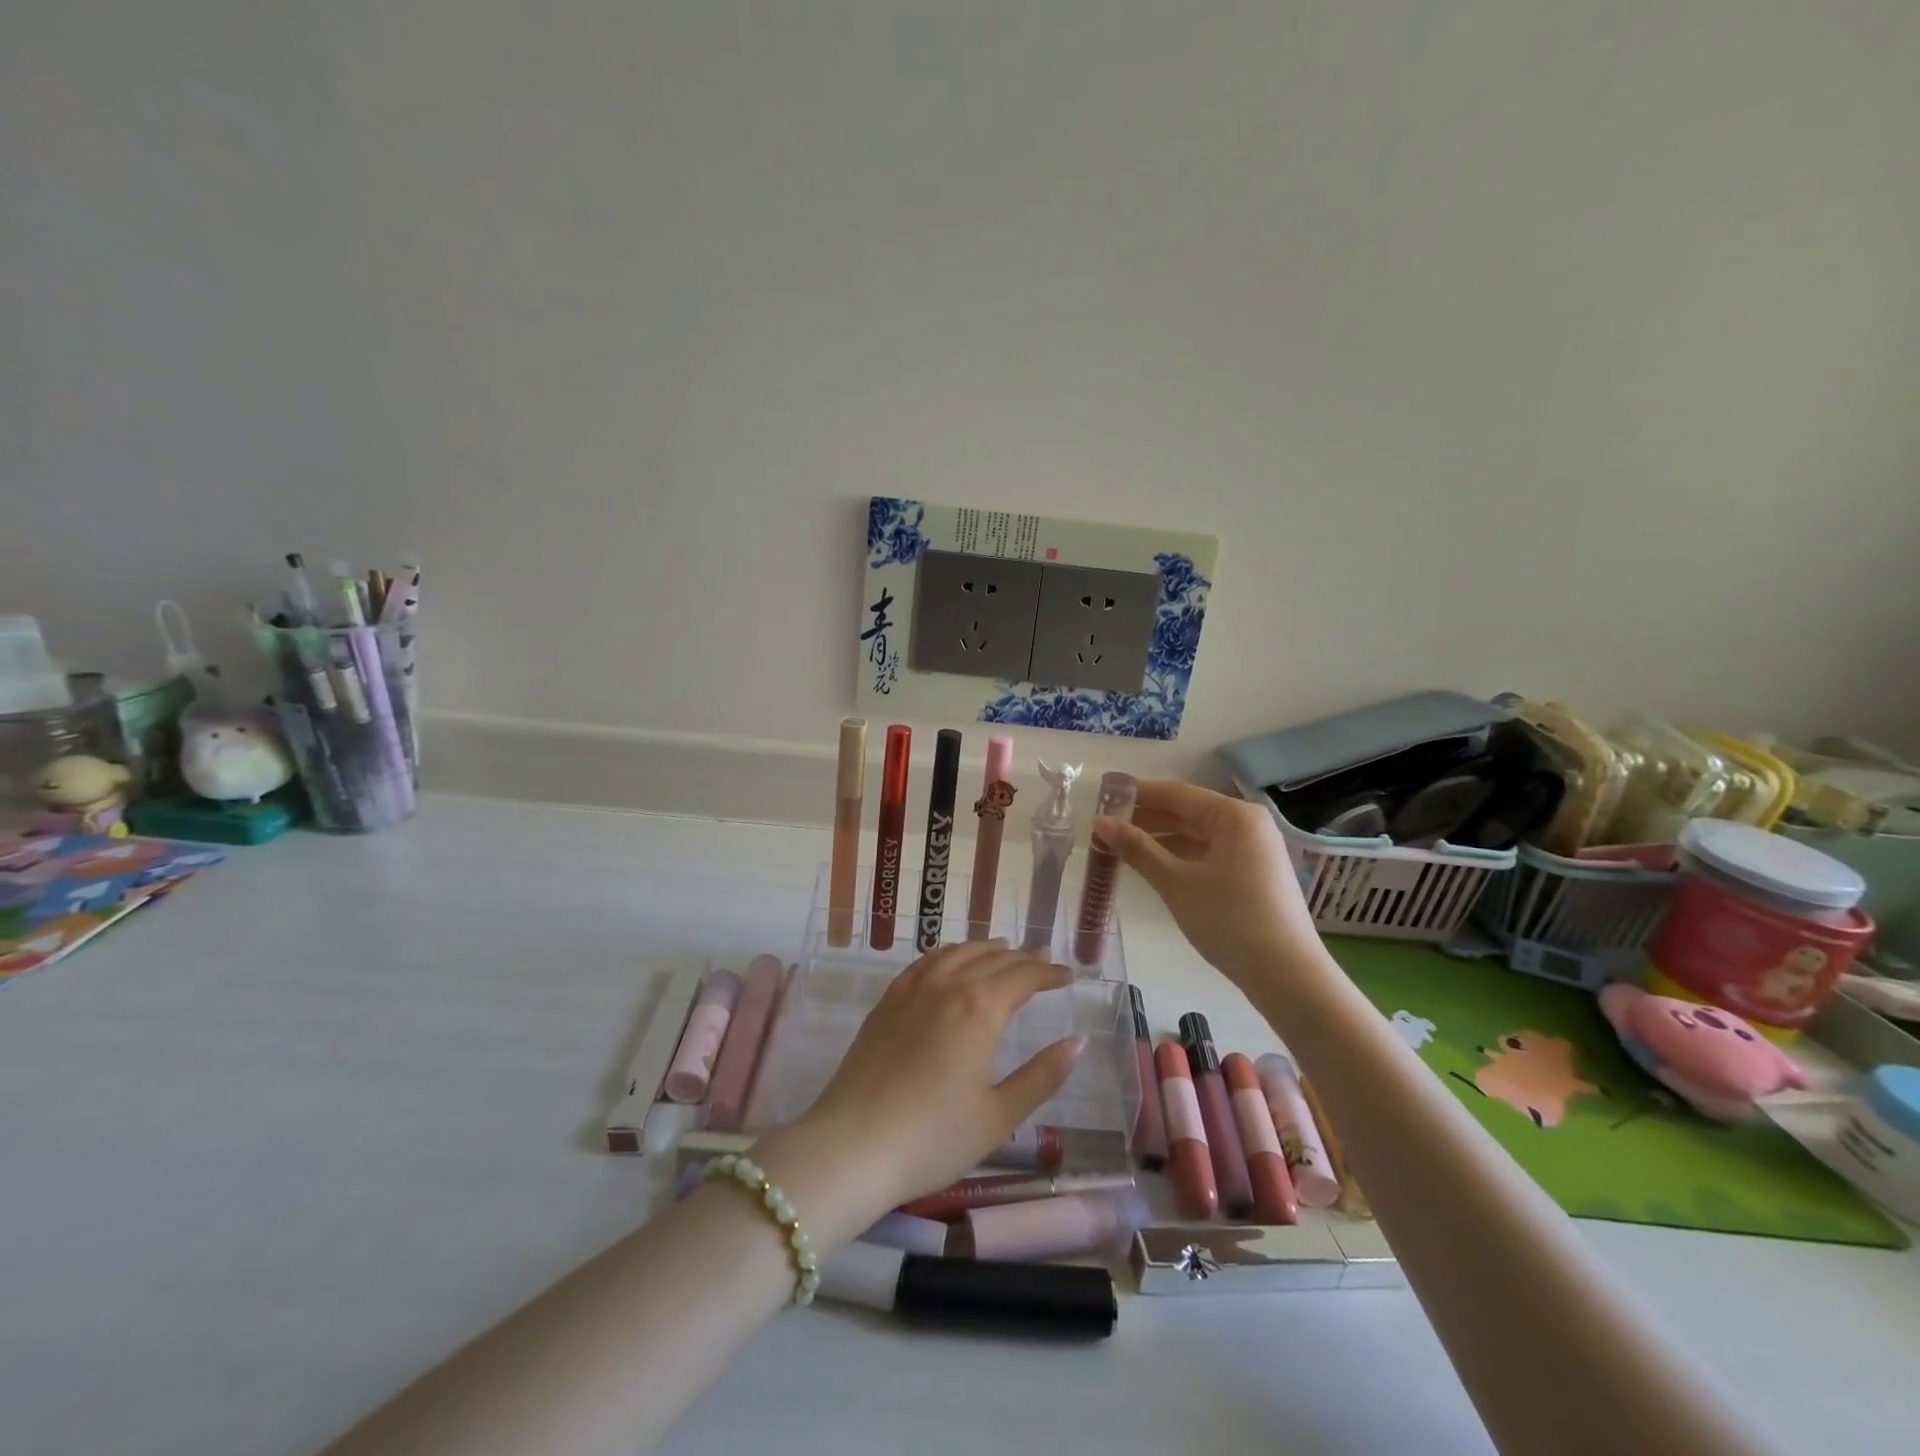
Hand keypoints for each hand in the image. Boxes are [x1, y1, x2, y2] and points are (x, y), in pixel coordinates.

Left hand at [796, 941, 1082, 1217]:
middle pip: (992, 959)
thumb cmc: (933, 1138)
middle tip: (1043, 958)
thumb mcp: (999, 1116)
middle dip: (1022, 958)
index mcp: (980, 1009)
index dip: (1048, 973)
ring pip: (957, 953)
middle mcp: (948, 986)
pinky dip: (947, 953)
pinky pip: (924, 962)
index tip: (1068, 975)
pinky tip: (950, 960)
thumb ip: (1042, 1076)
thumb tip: (1077, 1042)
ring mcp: (912, 990)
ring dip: (985, 949)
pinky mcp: (887, 1002)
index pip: (1023, 977)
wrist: (852, 1145)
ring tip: (1003, 949)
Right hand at [1097, 780, 1319, 987]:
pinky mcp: (1254, 875)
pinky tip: (1153, 866)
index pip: (1177, 794)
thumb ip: (1137, 848)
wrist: (1286, 975)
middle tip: (1105, 825)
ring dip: (1160, 840)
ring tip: (1120, 847)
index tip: (1103, 797)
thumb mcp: (1175, 882)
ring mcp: (1254, 851)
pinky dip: (1180, 857)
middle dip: (1146, 819)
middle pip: (1188, 813)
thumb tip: (1100, 822)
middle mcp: (1247, 825)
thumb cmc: (1229, 919)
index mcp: (1234, 815)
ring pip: (1198, 836)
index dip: (1138, 794)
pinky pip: (1209, 854)